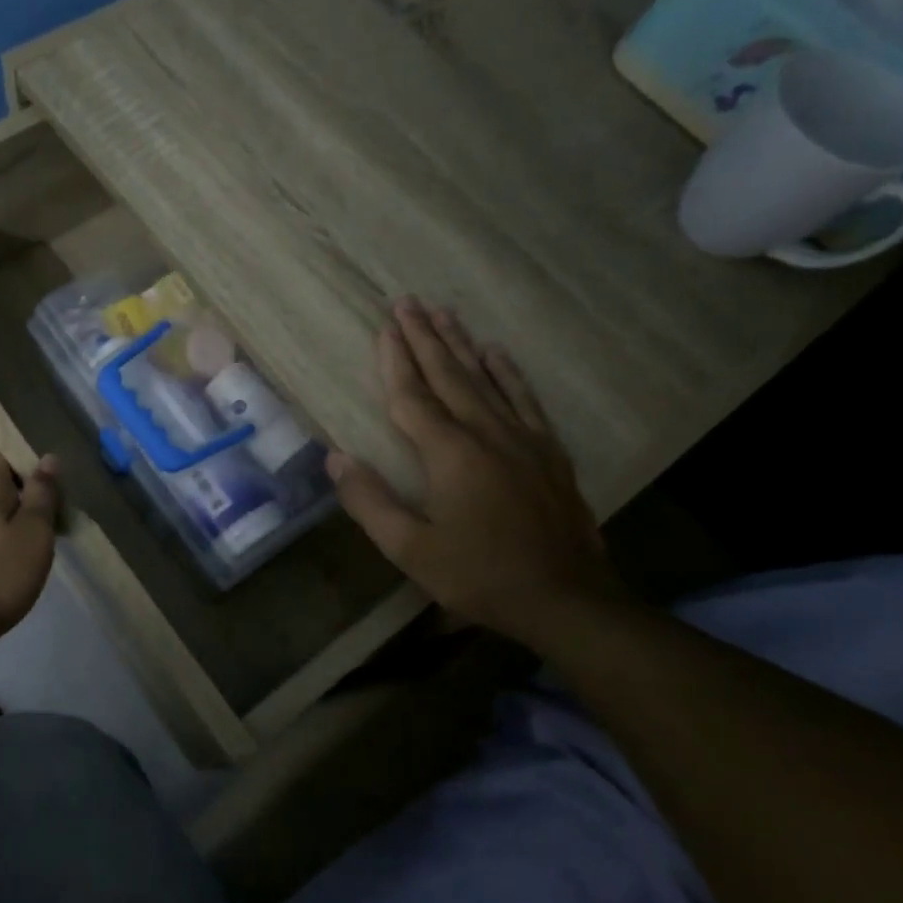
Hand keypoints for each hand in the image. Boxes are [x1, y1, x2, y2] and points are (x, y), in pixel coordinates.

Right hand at [328, 299, 622, 643]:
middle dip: (425, 338)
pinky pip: (524, 400)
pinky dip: (509, 373)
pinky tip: (498, 354)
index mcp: (450, 454)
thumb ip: (370, 502)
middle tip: (408, 302)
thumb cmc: (480, 576)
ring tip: (445, 313)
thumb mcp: (411, 549)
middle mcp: (486, 434)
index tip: (384, 328)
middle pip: (449, 376)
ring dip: (462, 345)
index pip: (413, 398)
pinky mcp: (548, 453)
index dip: (395, 362)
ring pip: (486, 380)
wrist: (566, 600)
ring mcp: (523, 440)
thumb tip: (336, 458)